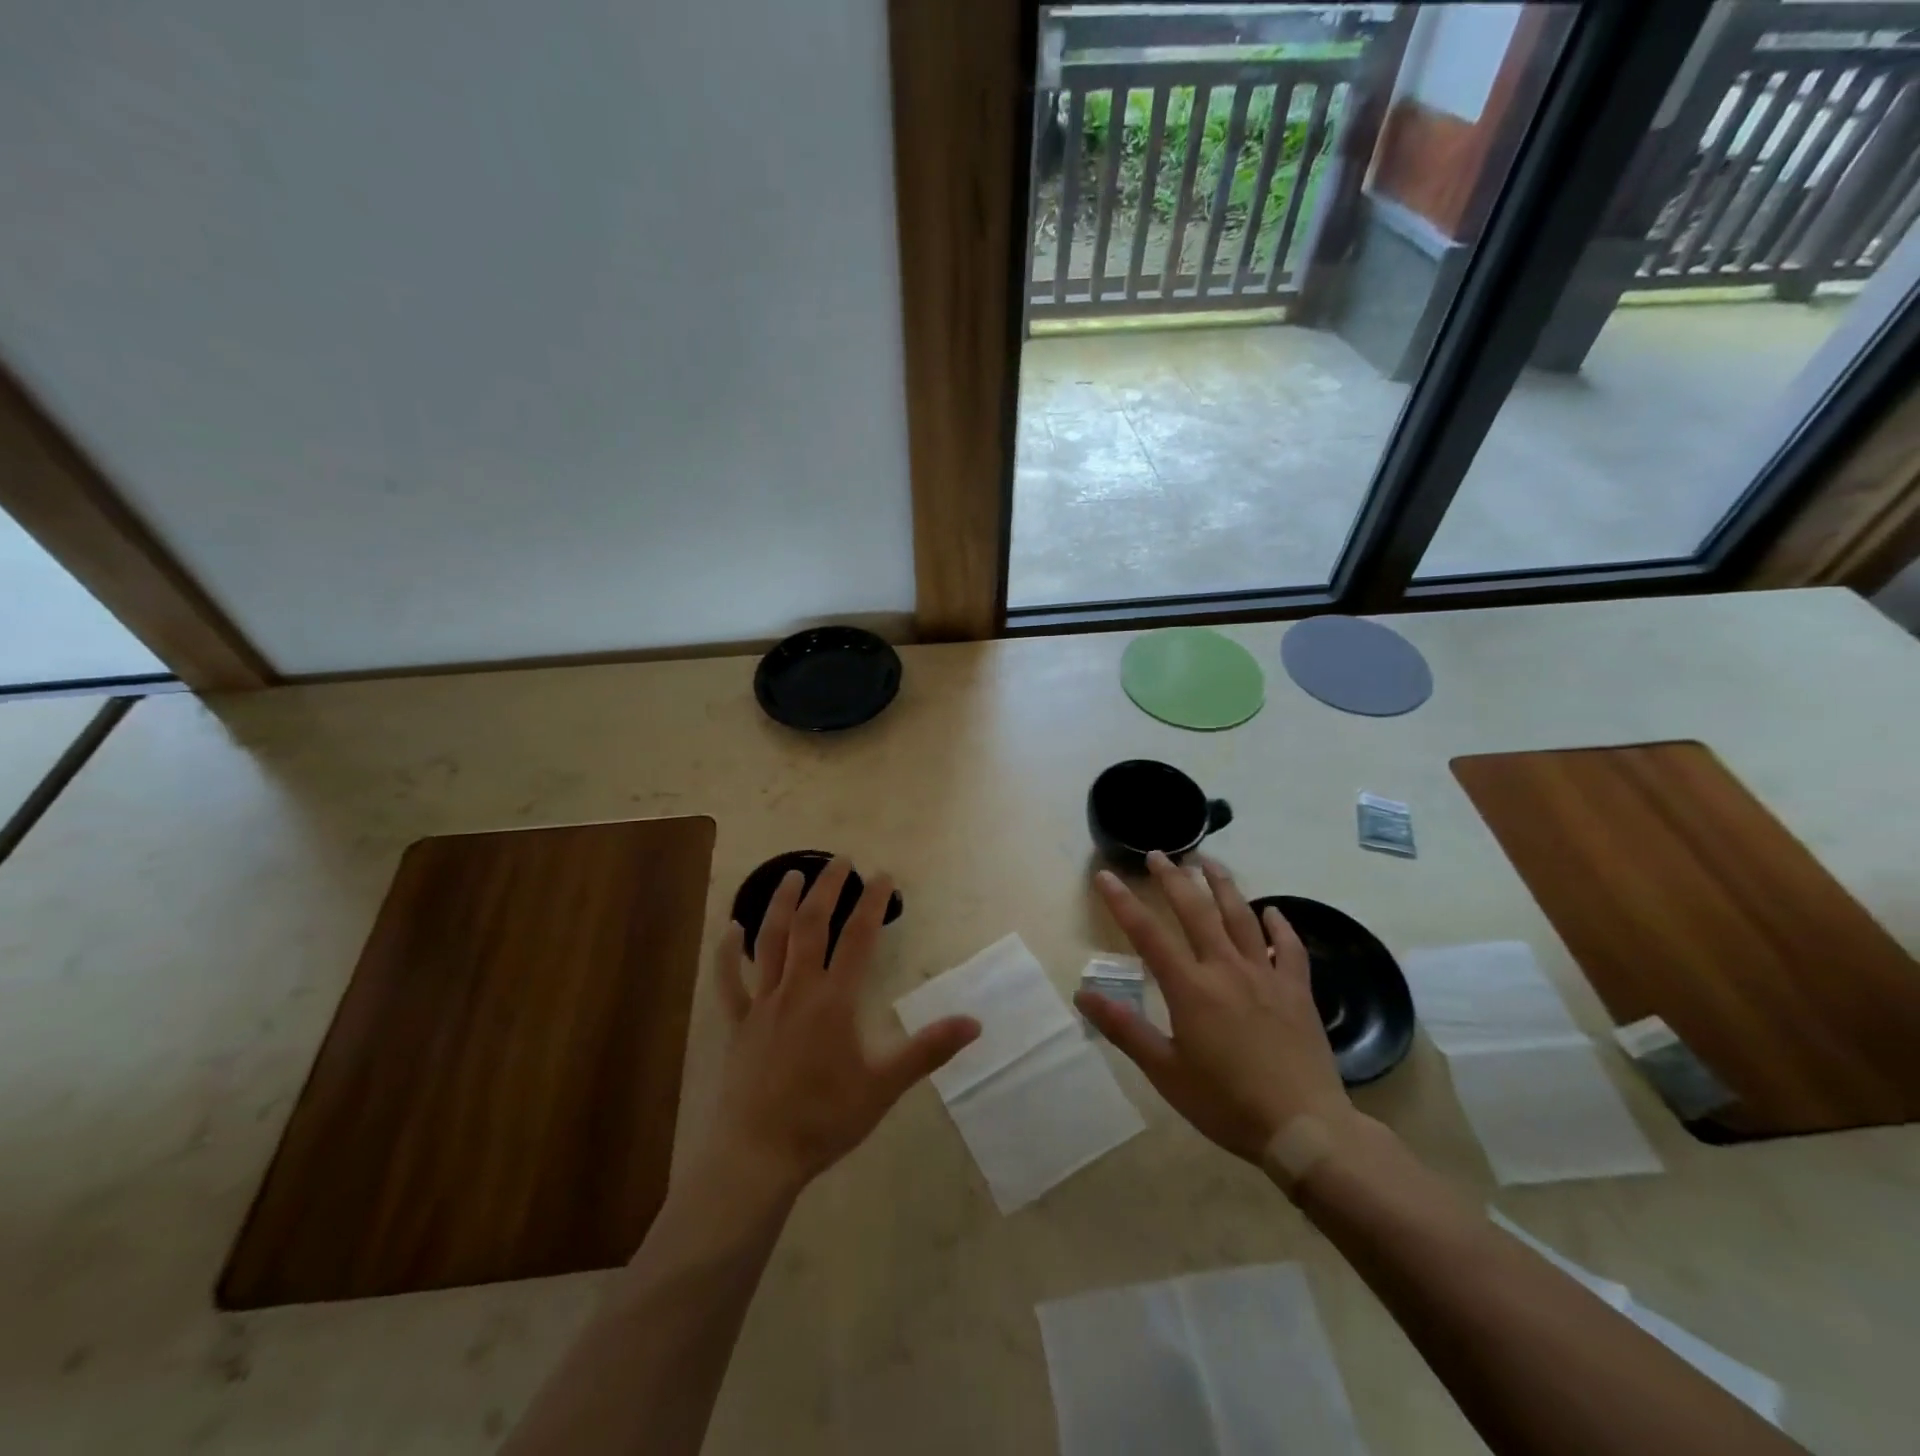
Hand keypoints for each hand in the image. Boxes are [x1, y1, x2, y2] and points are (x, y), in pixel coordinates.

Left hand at [704, 857, 980, 1199]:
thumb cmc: (825, 1118)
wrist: (758, 1155)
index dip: (871, 902)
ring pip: (770, 942)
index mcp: (834, 1000)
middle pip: (811, 926)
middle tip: (840, 860)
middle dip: (826, 889)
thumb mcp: (884, 1086)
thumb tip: (975, 1022)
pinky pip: (729, 982)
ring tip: (791, 875)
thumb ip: (928, 1049)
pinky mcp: (736, 1025)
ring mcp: (762, 1004)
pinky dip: (728, 953)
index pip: (858, 937)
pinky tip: (731, 928)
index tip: (883, 874)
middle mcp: (797, 990)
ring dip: (781, 905)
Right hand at [1075, 851, 1352, 1161]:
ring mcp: (1266, 975)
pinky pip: (1289, 947)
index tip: (1105, 875)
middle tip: (1158, 854)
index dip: (1122, 901)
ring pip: (1241, 917)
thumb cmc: (1226, 1103)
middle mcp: (1226, 969)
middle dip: (1173, 878)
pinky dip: (1279, 925)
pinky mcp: (1297, 990)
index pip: (1147, 934)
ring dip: (1222, 884)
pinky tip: (1271, 911)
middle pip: (1196, 911)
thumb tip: (1082, 994)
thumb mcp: (1166, 1071)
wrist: (1304, 1128)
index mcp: (1190, 988)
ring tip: (1208, 861)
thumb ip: (1124, 1028)